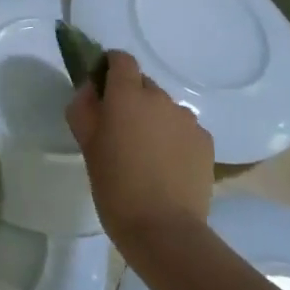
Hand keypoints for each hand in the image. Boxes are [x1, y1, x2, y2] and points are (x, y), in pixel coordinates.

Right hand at [68, 50, 212, 249]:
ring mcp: (187, 119)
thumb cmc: (116, 186)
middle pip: (143, 84)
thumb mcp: (87, 145)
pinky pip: (184, 129)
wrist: (164, 230)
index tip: (102, 88)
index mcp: (127, 95)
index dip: (110, 67)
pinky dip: (174, 138)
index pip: (121, 59)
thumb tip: (91, 89)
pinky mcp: (205, 142)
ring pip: (165, 108)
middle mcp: (160, 98)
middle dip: (131, 98)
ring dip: (154, 119)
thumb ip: (84, 108)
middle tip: (120, 130)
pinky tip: (167, 166)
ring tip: (146, 153)